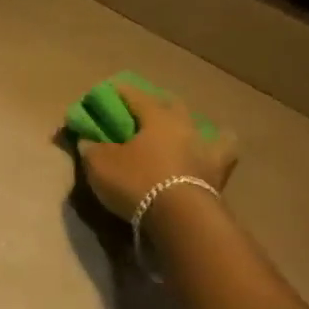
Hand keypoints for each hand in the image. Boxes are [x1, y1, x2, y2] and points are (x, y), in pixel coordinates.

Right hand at [78, 83, 238, 219]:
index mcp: (157, 117)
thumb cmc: (137, 181)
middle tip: (144, 110)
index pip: (135, 95)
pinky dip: (215, 153)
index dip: (120, 92)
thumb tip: (87, 140)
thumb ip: (92, 148)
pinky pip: (222, 156)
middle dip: (158, 103)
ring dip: (193, 126)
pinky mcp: (220, 175)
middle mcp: (185, 126)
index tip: (108, 90)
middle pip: (172, 105)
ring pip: (205, 127)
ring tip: (183, 132)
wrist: (181, 218)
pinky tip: (206, 156)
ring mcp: (207, 149)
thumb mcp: (100, 164)